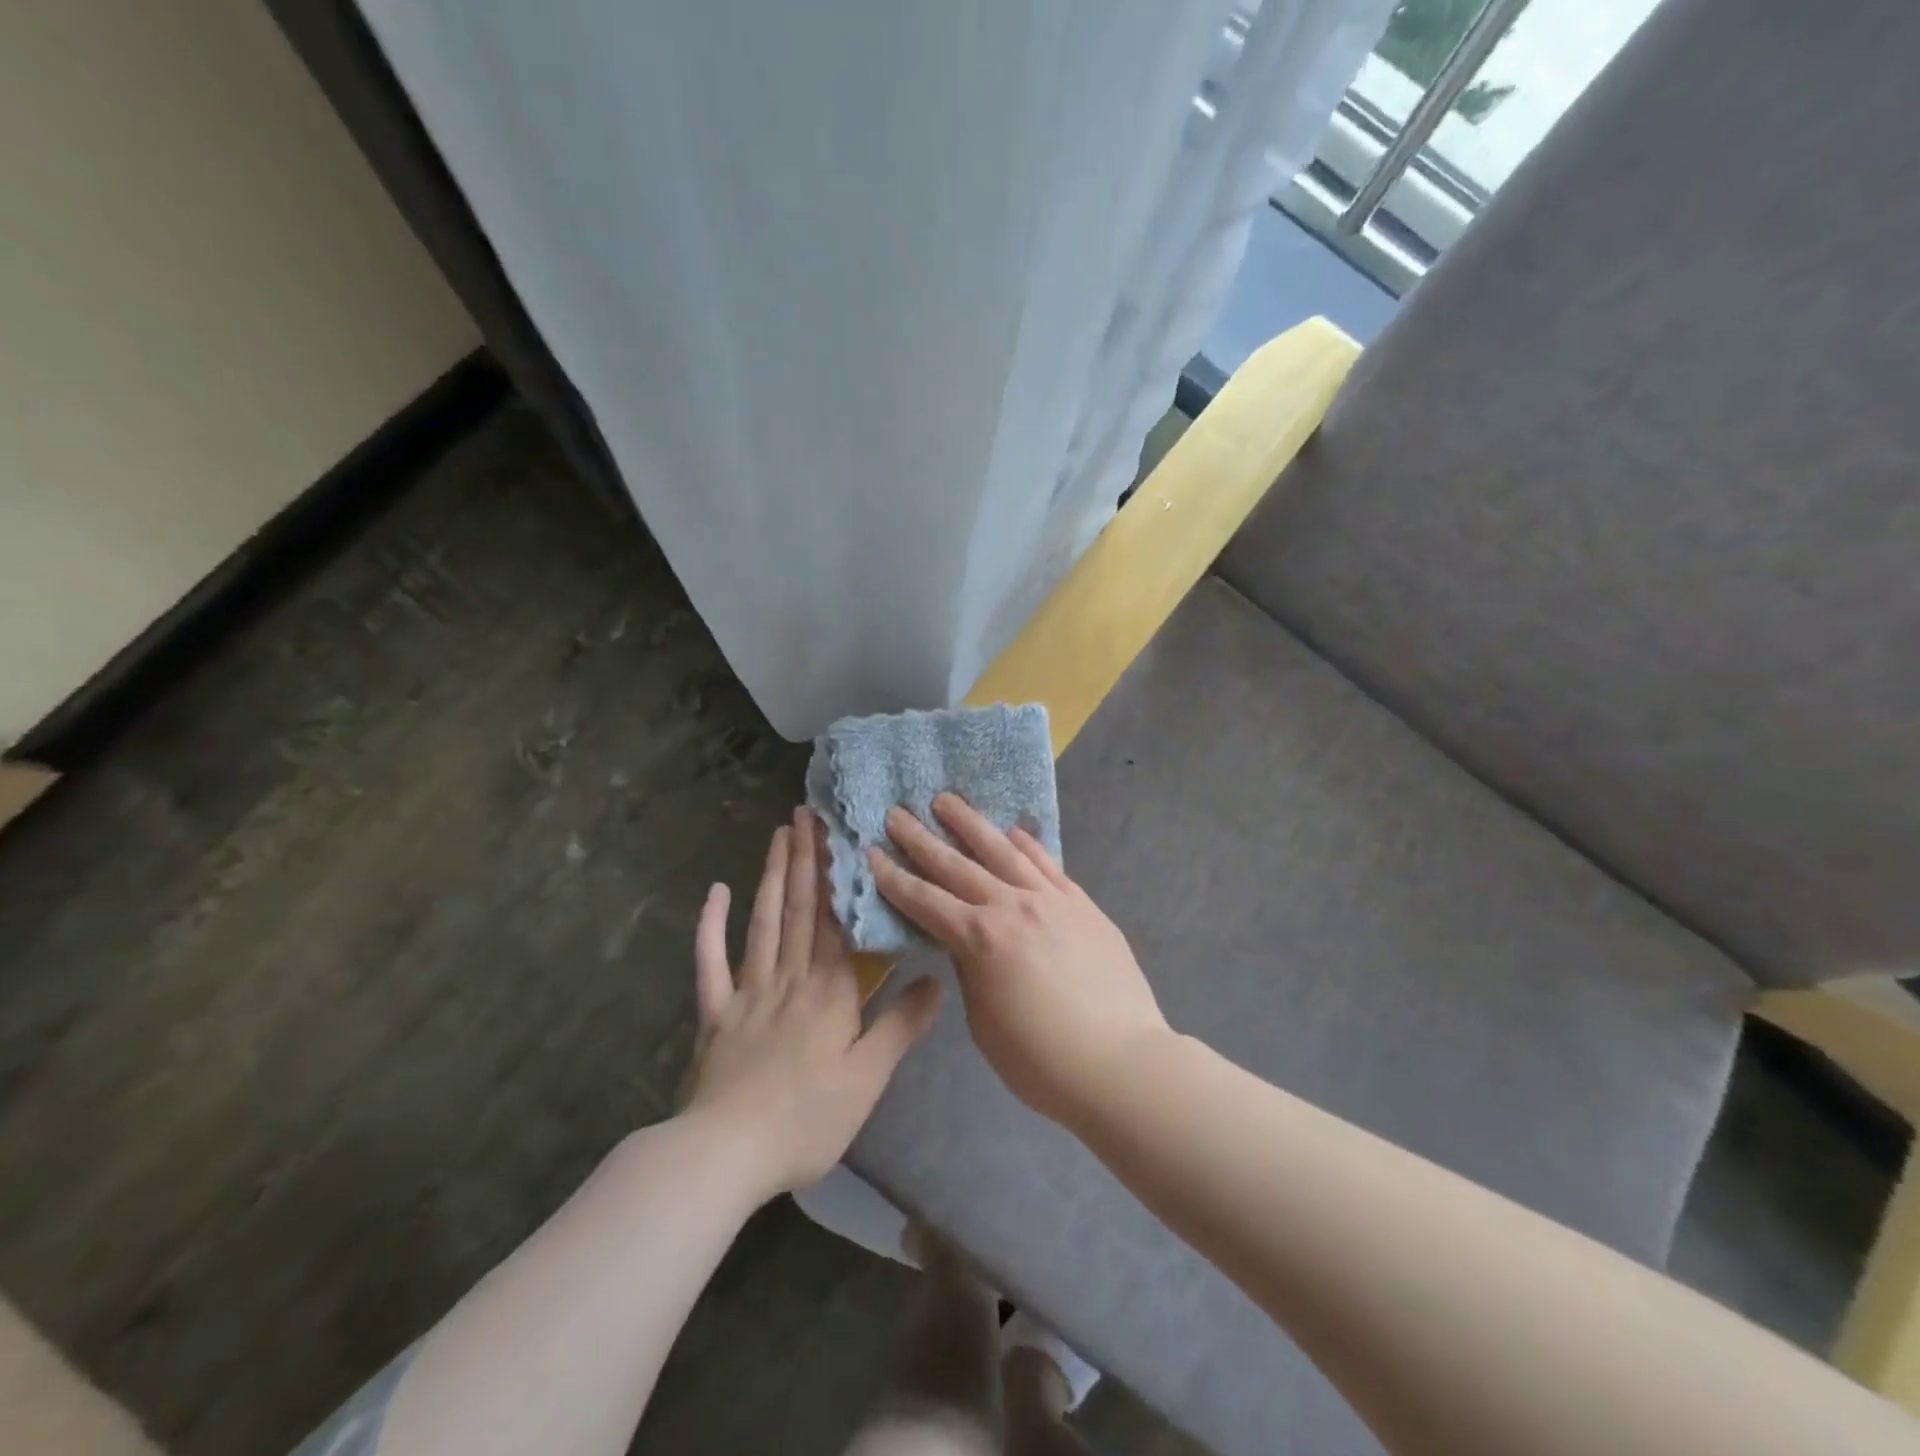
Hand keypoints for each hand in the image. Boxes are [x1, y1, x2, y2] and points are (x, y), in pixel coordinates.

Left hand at [685, 807, 940, 1201]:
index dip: (841, 876)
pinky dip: (711, 925)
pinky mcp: (715, 1012)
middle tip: (805, 814)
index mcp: (829, 991)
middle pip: (800, 909)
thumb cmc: (808, 1119)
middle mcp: (789, 977)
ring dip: (772, 876)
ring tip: (778, 835)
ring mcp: (748, 991)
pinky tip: (715, 892)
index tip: (841, 835)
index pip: (838, 921)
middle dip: (805, 858)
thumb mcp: (868, 1079)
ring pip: (763, 921)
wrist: (728, 1154)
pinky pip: (710, 961)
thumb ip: (901, 1025)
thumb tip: (936, 980)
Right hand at [868, 794, 1167, 1126]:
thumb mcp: (984, 1022)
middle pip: (957, 866)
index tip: (872, 851)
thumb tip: (967, 943)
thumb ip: (972, 972)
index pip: (925, 900)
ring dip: (971, 824)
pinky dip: (1028, 845)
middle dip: (922, 839)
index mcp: (980, 938)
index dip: (894, 878)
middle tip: (898, 813)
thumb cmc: (1040, 1059)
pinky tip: (1014, 831)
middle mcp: (1011, 906)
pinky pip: (1049, 865)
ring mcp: (1051, 900)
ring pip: (1003, 852)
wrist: (1120, 1062)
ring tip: (948, 801)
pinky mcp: (1082, 904)